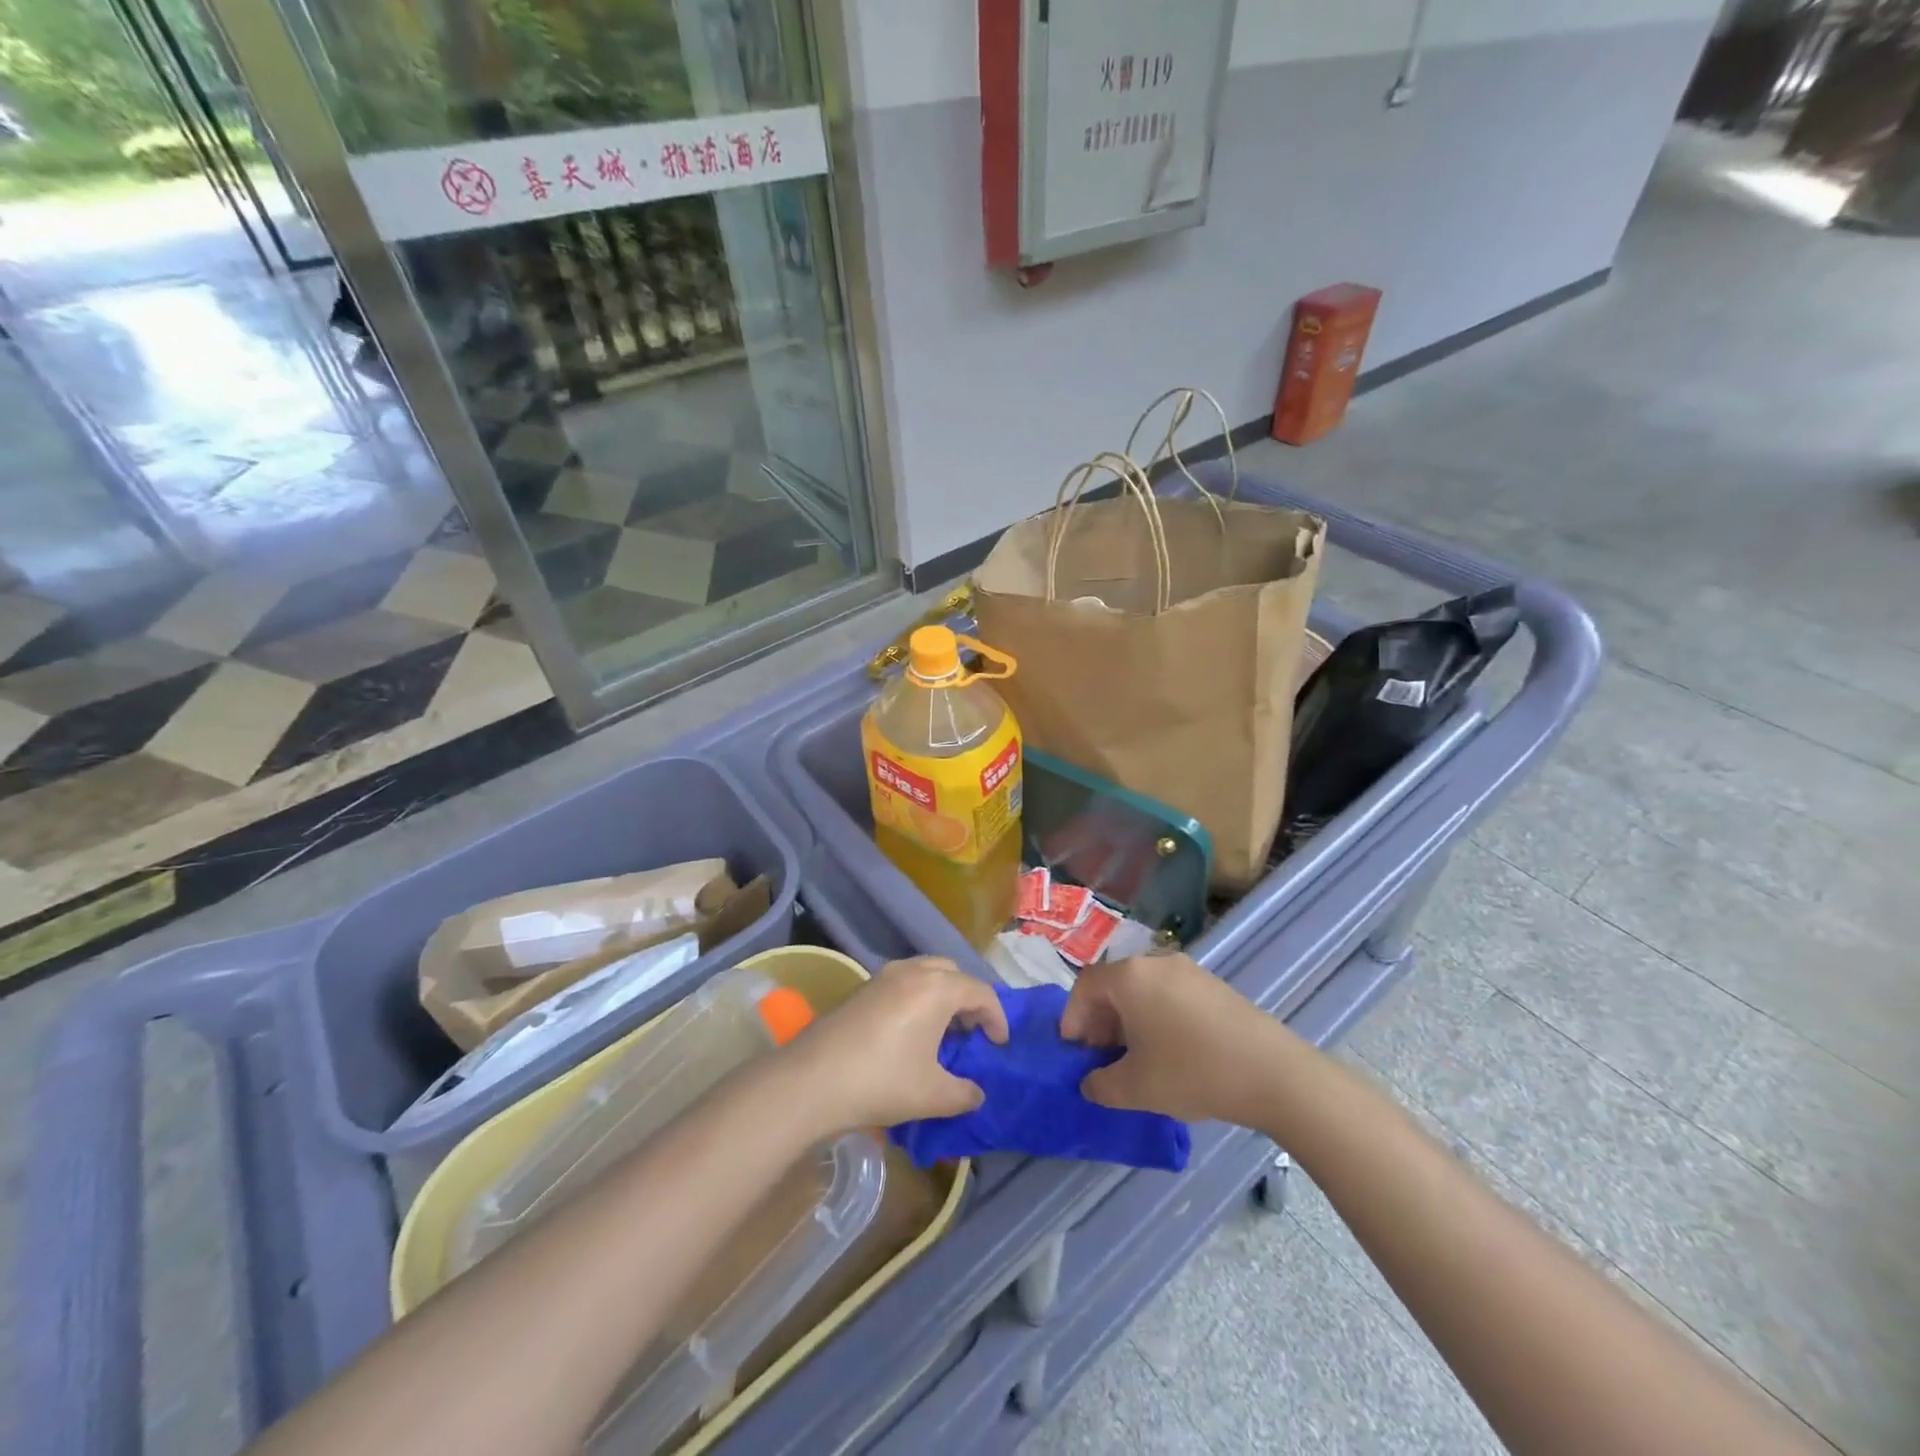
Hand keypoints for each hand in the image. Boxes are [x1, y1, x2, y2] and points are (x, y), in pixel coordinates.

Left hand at [783, 957, 1007, 1133]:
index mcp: (937, 988)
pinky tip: (910, 1032)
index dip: (996, 1017)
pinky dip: (917, 997)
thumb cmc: (882, 1082)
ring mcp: (883, 977)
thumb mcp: (933, 1095)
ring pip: (925, 972)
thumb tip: (977, 1094)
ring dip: (941, 995)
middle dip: (968, 998)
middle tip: (972, 1032)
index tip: (999, 1044)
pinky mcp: (862, 989)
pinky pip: (903, 982)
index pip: (980, 992)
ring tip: (942, 1032)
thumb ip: (964, 1094)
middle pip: (952, 973)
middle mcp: (912, 971)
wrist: (812, 1080)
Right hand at [1061, 954, 1290, 1125]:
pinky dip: (1156, 1016)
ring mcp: (1189, 971)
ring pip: (1142, 989)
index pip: (1085, 986)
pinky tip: (1168, 1051)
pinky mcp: (1213, 985)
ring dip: (1128, 1019)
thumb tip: (1090, 1082)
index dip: (1073, 1017)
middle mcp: (1156, 962)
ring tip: (1134, 1057)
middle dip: (1100, 1019)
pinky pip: (1169, 994)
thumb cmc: (1193, 1072)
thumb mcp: (1136, 1088)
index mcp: (1130, 977)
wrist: (1273, 1073)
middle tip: (1100, 1056)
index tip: (1075, 1051)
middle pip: (1114, 984)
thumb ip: (1101, 1085)